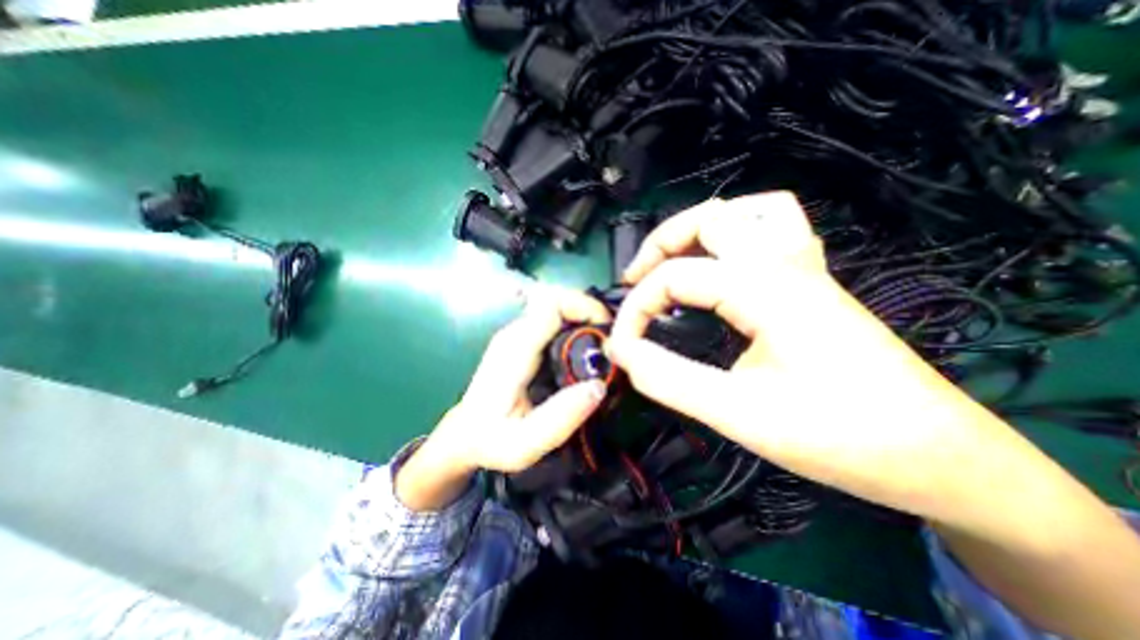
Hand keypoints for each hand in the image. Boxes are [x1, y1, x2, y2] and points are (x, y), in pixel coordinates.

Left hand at [438, 288, 614, 471]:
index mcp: (515, 349)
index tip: (608, 329)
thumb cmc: (490, 441)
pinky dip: (575, 327)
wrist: (465, 435)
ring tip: (603, 347)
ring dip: (584, 319)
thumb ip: (560, 418)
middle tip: (610, 340)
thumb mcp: (523, 444)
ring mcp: (518, 335)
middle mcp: (516, 333)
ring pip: (557, 308)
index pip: (551, 303)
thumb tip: (598, 386)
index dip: (584, 307)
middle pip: (557, 300)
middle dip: (589, 311)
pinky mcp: (522, 341)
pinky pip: (554, 321)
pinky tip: (586, 351)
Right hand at [610, 192, 1139, 638]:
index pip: (675, 277)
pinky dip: (737, 233)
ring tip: (674, 262)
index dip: (636, 308)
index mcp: (765, 288)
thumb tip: (623, 352)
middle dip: (659, 245)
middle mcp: (784, 263)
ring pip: (746, 213)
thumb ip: (671, 379)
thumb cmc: (841, 438)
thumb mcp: (740, 415)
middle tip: (635, 282)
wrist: (937, 455)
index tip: (622, 344)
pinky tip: (723, 264)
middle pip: (708, 218)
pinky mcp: (813, 282)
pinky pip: (774, 230)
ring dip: (700, 230)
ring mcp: (805, 267)